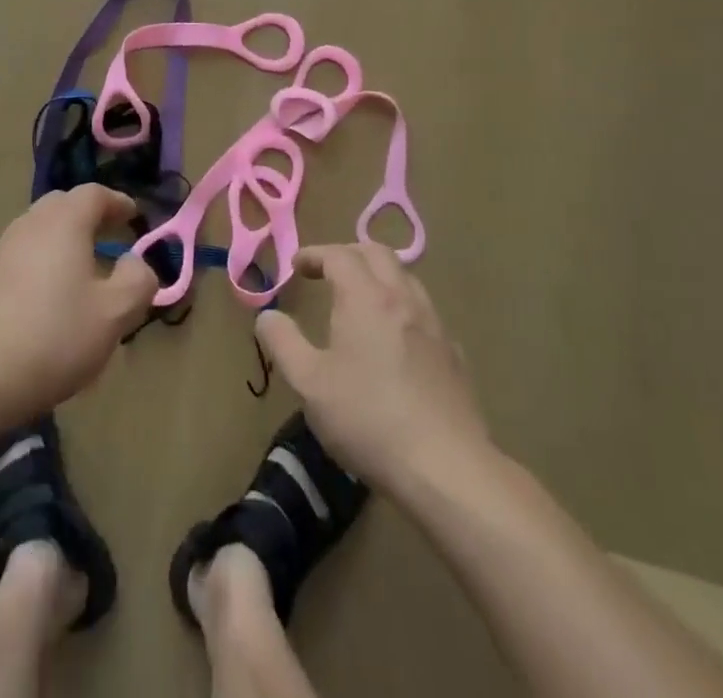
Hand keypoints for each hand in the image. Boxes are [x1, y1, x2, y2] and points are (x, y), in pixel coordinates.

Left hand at [0, 185, 158, 430]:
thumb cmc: (52, 338)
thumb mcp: (114, 315)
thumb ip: (138, 281)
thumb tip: (136, 262)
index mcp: (63, 222)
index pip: (95, 194)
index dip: (118, 202)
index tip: (134, 216)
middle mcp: (30, 224)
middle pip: (64, 206)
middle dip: (90, 217)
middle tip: (111, 239)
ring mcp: (1, 249)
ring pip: (40, 231)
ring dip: (65, 241)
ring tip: (83, 273)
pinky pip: (23, 256)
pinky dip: (43, 263)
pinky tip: (49, 300)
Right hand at [256, 244, 492, 494]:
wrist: (447, 469)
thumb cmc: (368, 419)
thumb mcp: (309, 383)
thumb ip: (283, 342)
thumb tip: (267, 316)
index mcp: (366, 297)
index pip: (338, 255)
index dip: (314, 254)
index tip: (296, 266)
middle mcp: (403, 299)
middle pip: (377, 254)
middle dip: (348, 254)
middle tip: (327, 273)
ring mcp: (434, 326)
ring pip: (406, 279)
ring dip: (379, 276)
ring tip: (361, 300)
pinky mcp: (454, 355)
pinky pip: (424, 313)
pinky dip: (402, 308)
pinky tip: (396, 340)